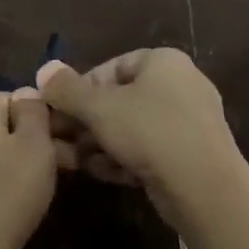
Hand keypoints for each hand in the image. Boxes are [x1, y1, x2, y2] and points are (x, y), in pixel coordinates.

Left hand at [0, 89, 57, 248]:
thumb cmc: (6, 195)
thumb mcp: (34, 146)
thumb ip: (33, 113)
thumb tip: (26, 93)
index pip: (10, 96)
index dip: (41, 113)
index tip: (65, 139)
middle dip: (31, 140)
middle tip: (65, 166)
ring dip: (15, 164)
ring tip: (44, 187)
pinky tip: (14, 205)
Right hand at [37, 48, 241, 226]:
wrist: (204, 186)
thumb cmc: (149, 132)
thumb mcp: (99, 108)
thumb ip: (67, 89)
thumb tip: (43, 69)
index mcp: (164, 62)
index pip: (111, 67)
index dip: (81, 88)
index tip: (60, 111)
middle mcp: (181, 84)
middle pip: (122, 99)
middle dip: (89, 122)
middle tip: (64, 141)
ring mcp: (190, 121)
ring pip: (134, 127)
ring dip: (103, 144)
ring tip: (80, 162)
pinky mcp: (192, 153)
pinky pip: (151, 149)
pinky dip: (127, 158)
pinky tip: (108, 174)